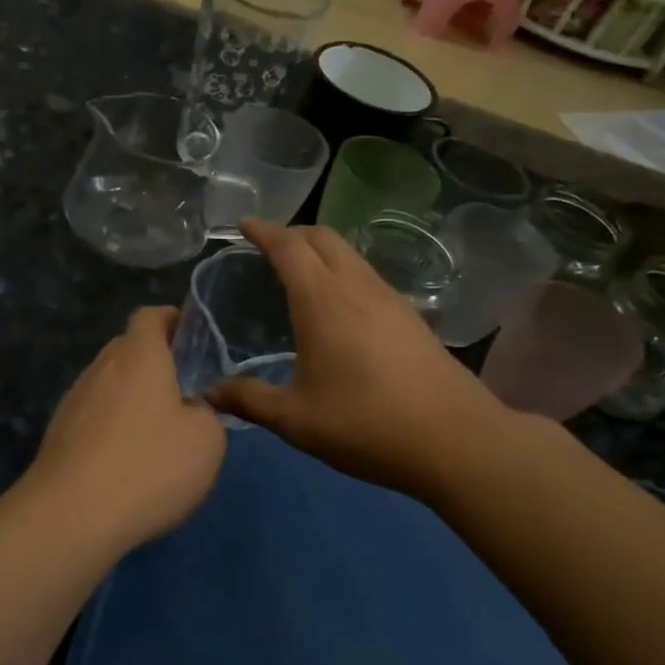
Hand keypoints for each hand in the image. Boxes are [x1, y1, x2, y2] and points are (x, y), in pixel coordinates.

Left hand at [18, 306, 226, 551]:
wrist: (71, 516)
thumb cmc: (149, 466)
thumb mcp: (206, 440)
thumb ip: (206, 413)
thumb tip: (190, 408)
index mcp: (139, 355)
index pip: (150, 316)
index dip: (172, 320)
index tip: (192, 339)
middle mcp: (101, 367)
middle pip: (128, 349)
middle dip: (155, 363)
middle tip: (183, 393)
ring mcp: (74, 400)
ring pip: (109, 384)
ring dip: (132, 398)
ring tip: (156, 434)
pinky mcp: (58, 434)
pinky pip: (93, 416)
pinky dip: (112, 427)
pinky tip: (126, 462)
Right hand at [208, 219, 514, 502]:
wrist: (456, 439)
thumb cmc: (366, 424)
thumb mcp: (296, 420)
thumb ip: (249, 400)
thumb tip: (209, 393)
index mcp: (323, 301)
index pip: (288, 247)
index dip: (263, 231)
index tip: (243, 225)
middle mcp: (357, 287)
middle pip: (323, 237)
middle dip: (292, 233)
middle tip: (267, 247)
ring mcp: (390, 299)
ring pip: (350, 254)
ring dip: (320, 251)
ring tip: (298, 273)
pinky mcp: (410, 316)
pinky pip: (367, 275)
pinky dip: (342, 272)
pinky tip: (337, 306)